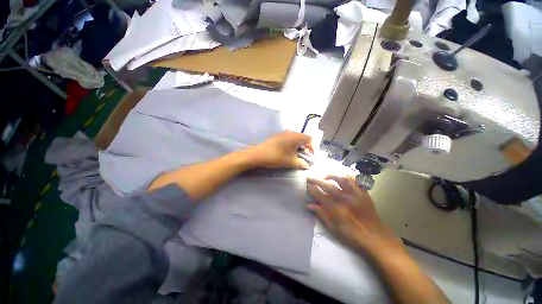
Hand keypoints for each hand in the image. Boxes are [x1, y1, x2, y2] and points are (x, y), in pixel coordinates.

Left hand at [246, 131, 313, 169]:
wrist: (258, 154)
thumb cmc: (276, 157)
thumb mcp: (290, 161)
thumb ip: (301, 163)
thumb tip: (307, 165)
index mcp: (296, 136)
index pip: (310, 139)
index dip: (313, 148)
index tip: (312, 157)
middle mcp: (291, 132)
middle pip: (304, 138)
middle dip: (307, 148)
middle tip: (306, 157)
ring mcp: (283, 133)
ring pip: (296, 138)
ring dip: (300, 147)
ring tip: (298, 156)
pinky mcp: (278, 136)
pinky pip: (289, 139)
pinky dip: (293, 145)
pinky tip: (289, 152)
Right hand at [307, 175, 403, 255]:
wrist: (375, 238)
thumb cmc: (352, 235)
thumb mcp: (334, 229)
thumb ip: (321, 215)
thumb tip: (308, 206)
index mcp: (337, 210)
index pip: (320, 195)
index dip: (312, 189)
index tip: (307, 185)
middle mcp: (346, 200)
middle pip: (329, 185)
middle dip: (317, 180)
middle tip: (310, 177)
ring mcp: (356, 195)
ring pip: (342, 179)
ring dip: (332, 175)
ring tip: (326, 175)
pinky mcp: (364, 193)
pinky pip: (356, 180)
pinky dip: (348, 175)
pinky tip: (343, 176)